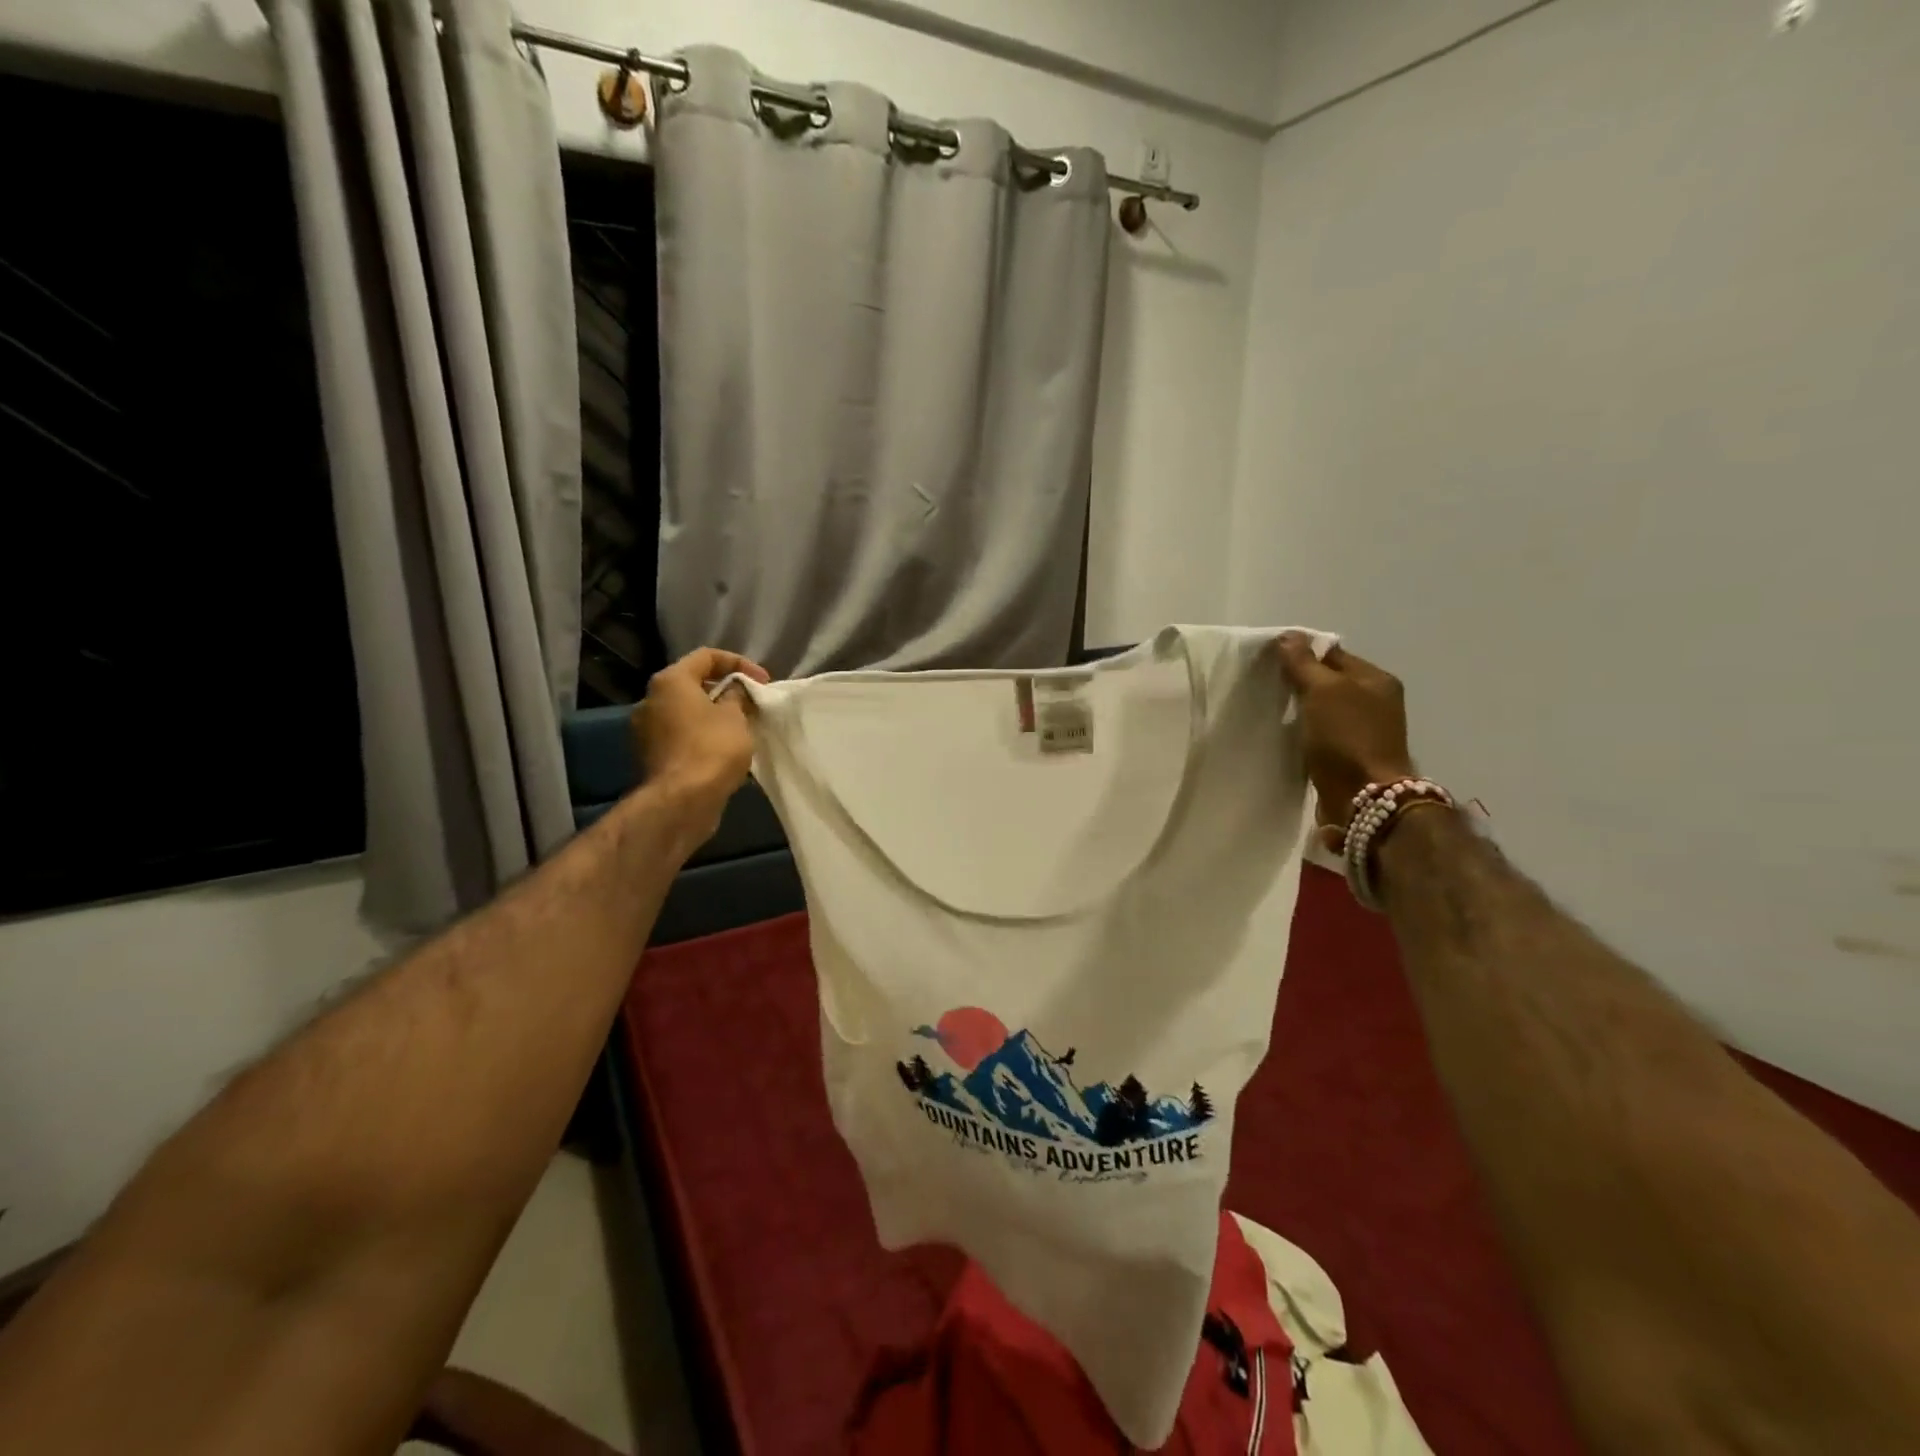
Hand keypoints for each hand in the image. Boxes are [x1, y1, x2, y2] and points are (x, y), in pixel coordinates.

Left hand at [632, 647, 771, 844]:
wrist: (681, 802)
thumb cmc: (711, 749)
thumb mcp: (735, 717)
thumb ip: (737, 696)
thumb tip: (734, 691)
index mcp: (670, 682)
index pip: (706, 656)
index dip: (739, 663)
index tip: (763, 681)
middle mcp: (650, 700)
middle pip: (692, 684)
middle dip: (724, 691)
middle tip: (751, 703)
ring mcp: (646, 731)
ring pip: (686, 713)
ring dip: (713, 716)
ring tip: (741, 729)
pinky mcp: (650, 757)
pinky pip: (681, 737)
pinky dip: (701, 737)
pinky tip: (723, 752)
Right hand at [1275, 634, 1417, 853]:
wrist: (1364, 798)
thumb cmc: (1347, 737)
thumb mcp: (1323, 691)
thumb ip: (1303, 663)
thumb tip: (1288, 636)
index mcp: (1376, 679)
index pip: (1333, 654)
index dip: (1302, 653)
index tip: (1269, 660)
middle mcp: (1375, 702)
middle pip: (1329, 682)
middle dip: (1299, 682)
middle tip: (1266, 685)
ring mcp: (1364, 731)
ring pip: (1323, 710)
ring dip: (1300, 710)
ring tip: (1271, 710)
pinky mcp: (1350, 756)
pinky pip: (1322, 734)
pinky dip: (1304, 733)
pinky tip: (1285, 736)